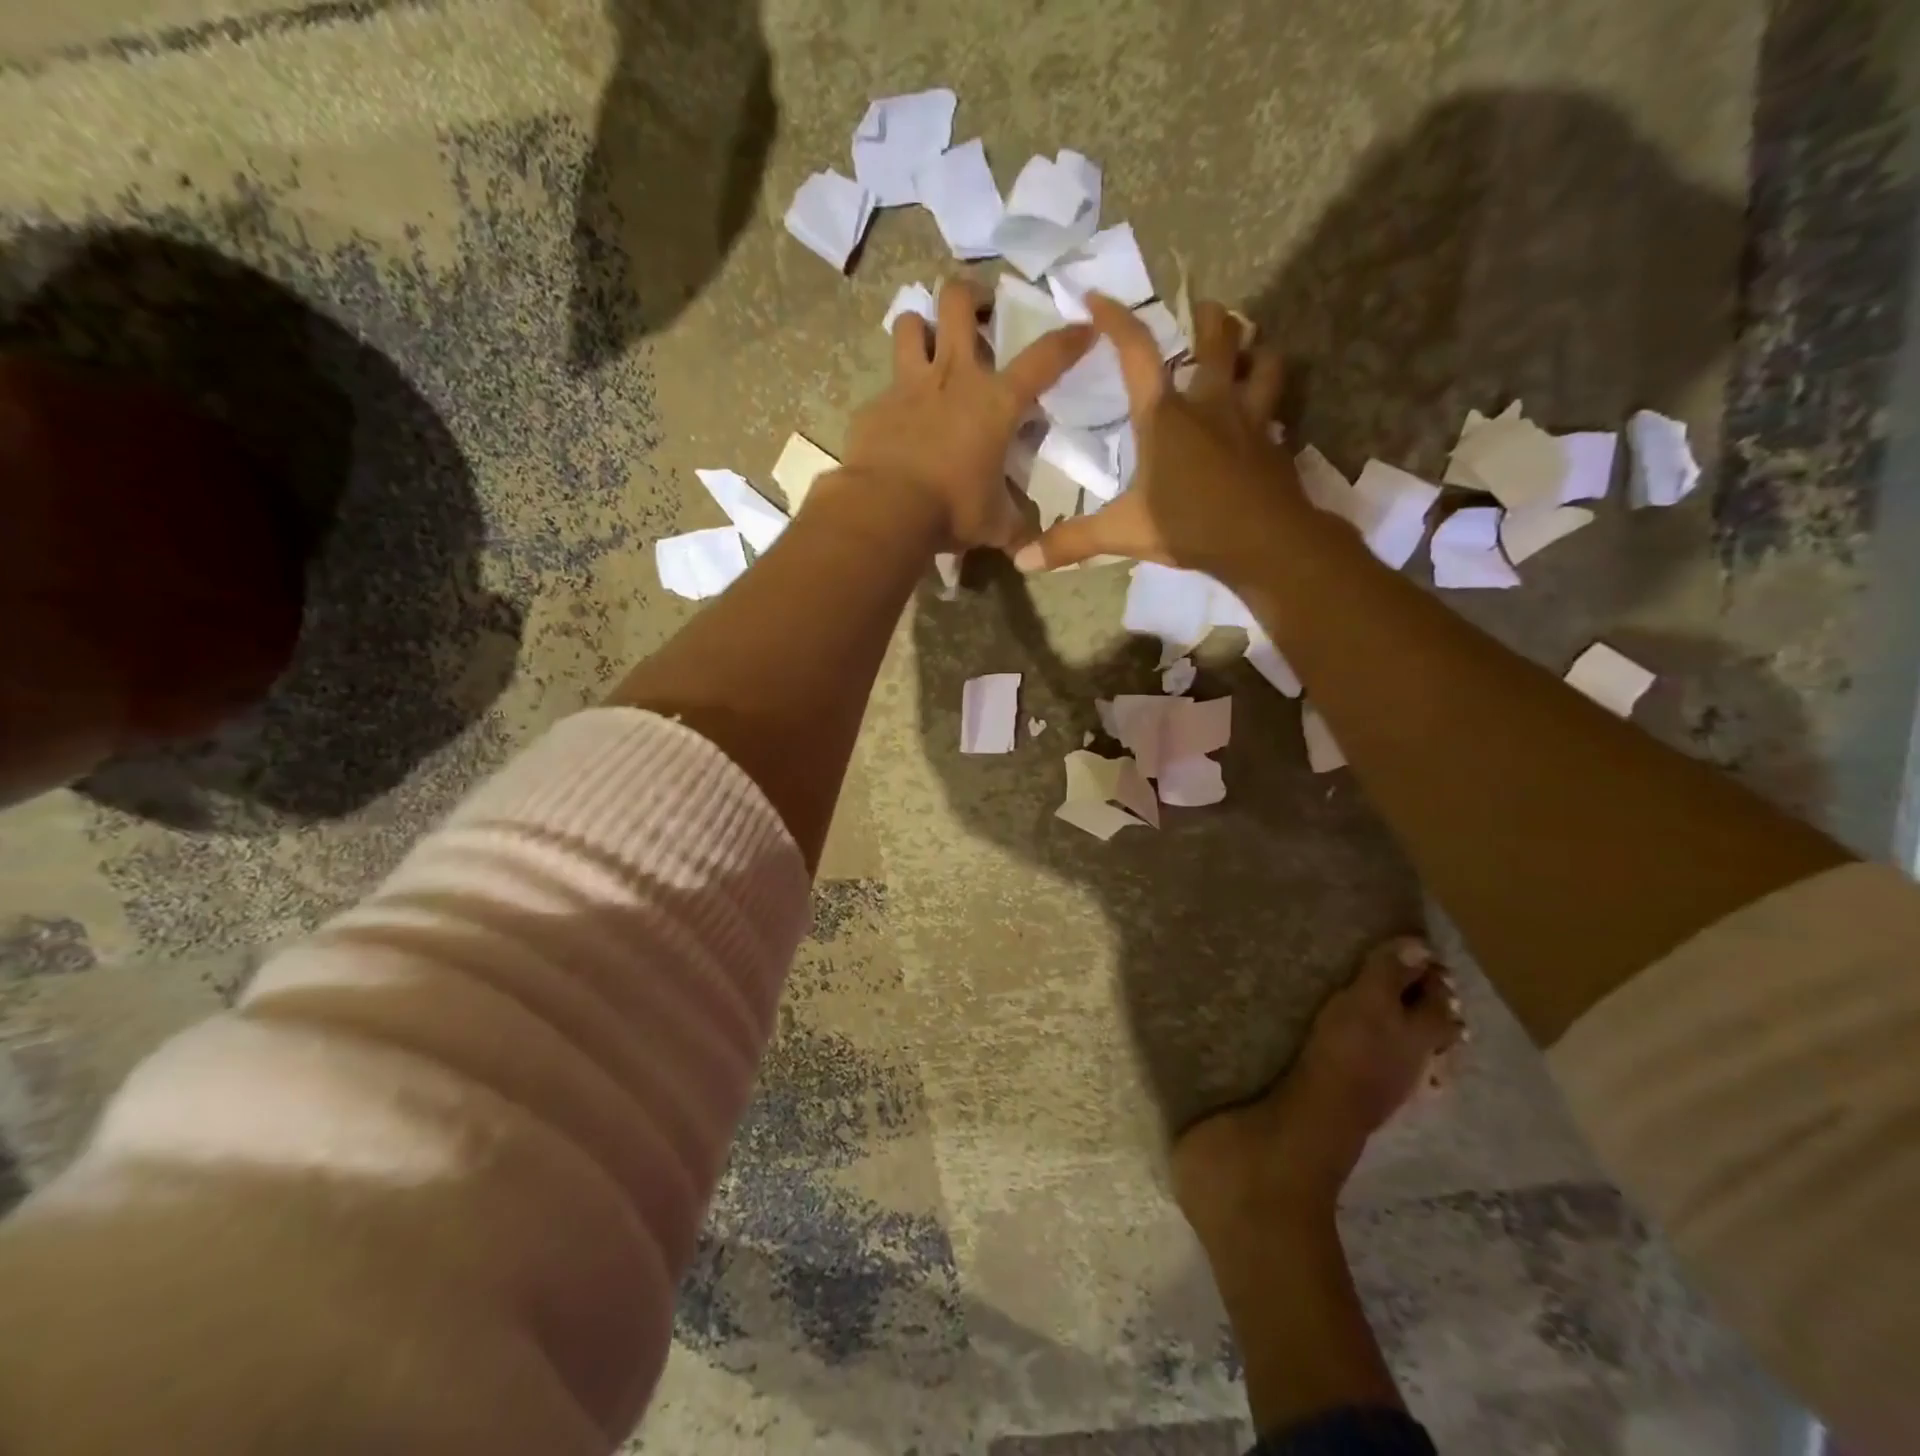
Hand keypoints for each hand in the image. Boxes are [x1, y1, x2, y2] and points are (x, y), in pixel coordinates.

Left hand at [834, 277, 1092, 551]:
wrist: (886, 510)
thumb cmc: (952, 510)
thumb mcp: (995, 525)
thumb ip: (1015, 528)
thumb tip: (1030, 548)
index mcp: (996, 402)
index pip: (1044, 359)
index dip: (1069, 339)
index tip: (1085, 326)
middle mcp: (953, 377)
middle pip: (958, 301)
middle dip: (971, 295)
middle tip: (979, 313)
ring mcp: (908, 386)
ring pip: (909, 323)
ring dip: (920, 327)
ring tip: (927, 347)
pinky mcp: (875, 405)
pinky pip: (885, 385)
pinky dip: (894, 396)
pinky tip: (897, 420)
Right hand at [1011, 296, 1301, 577]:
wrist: (1264, 542)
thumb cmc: (1188, 526)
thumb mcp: (1122, 533)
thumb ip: (1073, 541)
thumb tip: (1022, 559)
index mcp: (1164, 417)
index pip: (1136, 353)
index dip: (1116, 320)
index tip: (1097, 297)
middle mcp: (1209, 405)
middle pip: (1217, 340)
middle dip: (1209, 318)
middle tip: (1204, 310)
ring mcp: (1249, 419)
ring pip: (1262, 362)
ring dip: (1254, 349)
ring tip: (1249, 348)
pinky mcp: (1274, 442)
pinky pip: (1277, 408)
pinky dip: (1271, 401)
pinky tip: (1266, 412)